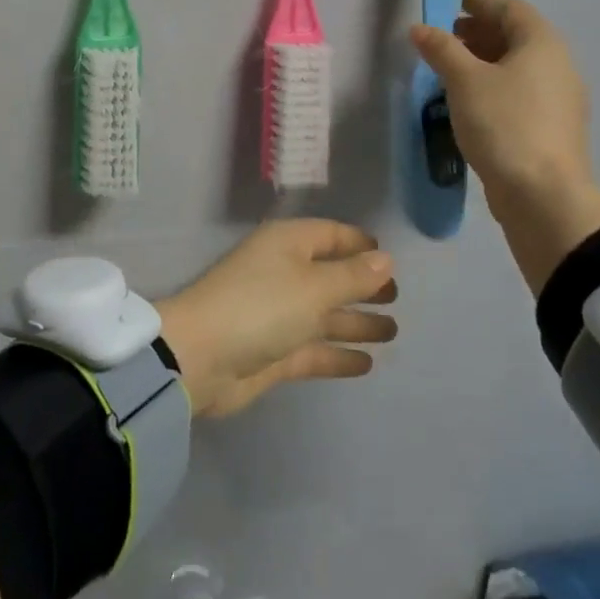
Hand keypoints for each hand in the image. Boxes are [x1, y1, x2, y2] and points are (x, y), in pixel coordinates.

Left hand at [156, 220, 397, 417]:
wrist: (201, 357)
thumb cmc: (261, 306)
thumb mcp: (314, 286)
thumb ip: (353, 276)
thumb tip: (386, 258)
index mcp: (287, 245)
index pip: (329, 235)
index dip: (358, 244)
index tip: (389, 258)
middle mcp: (283, 274)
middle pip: (329, 275)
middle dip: (361, 285)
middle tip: (397, 298)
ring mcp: (277, 315)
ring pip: (325, 314)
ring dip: (356, 322)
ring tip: (393, 332)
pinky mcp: (274, 352)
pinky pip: (314, 349)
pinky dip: (338, 353)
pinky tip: (367, 363)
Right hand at [410, 0, 599, 294]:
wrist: (544, 196)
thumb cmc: (504, 124)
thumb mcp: (464, 81)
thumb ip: (441, 49)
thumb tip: (419, 28)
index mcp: (543, 45)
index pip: (511, 9)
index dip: (481, 3)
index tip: (452, 7)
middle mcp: (558, 66)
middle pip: (517, 37)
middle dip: (479, 33)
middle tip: (444, 41)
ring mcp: (559, 100)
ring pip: (519, 67)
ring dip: (485, 62)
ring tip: (449, 72)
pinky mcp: (552, 129)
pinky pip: (521, 93)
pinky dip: (495, 86)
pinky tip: (469, 103)